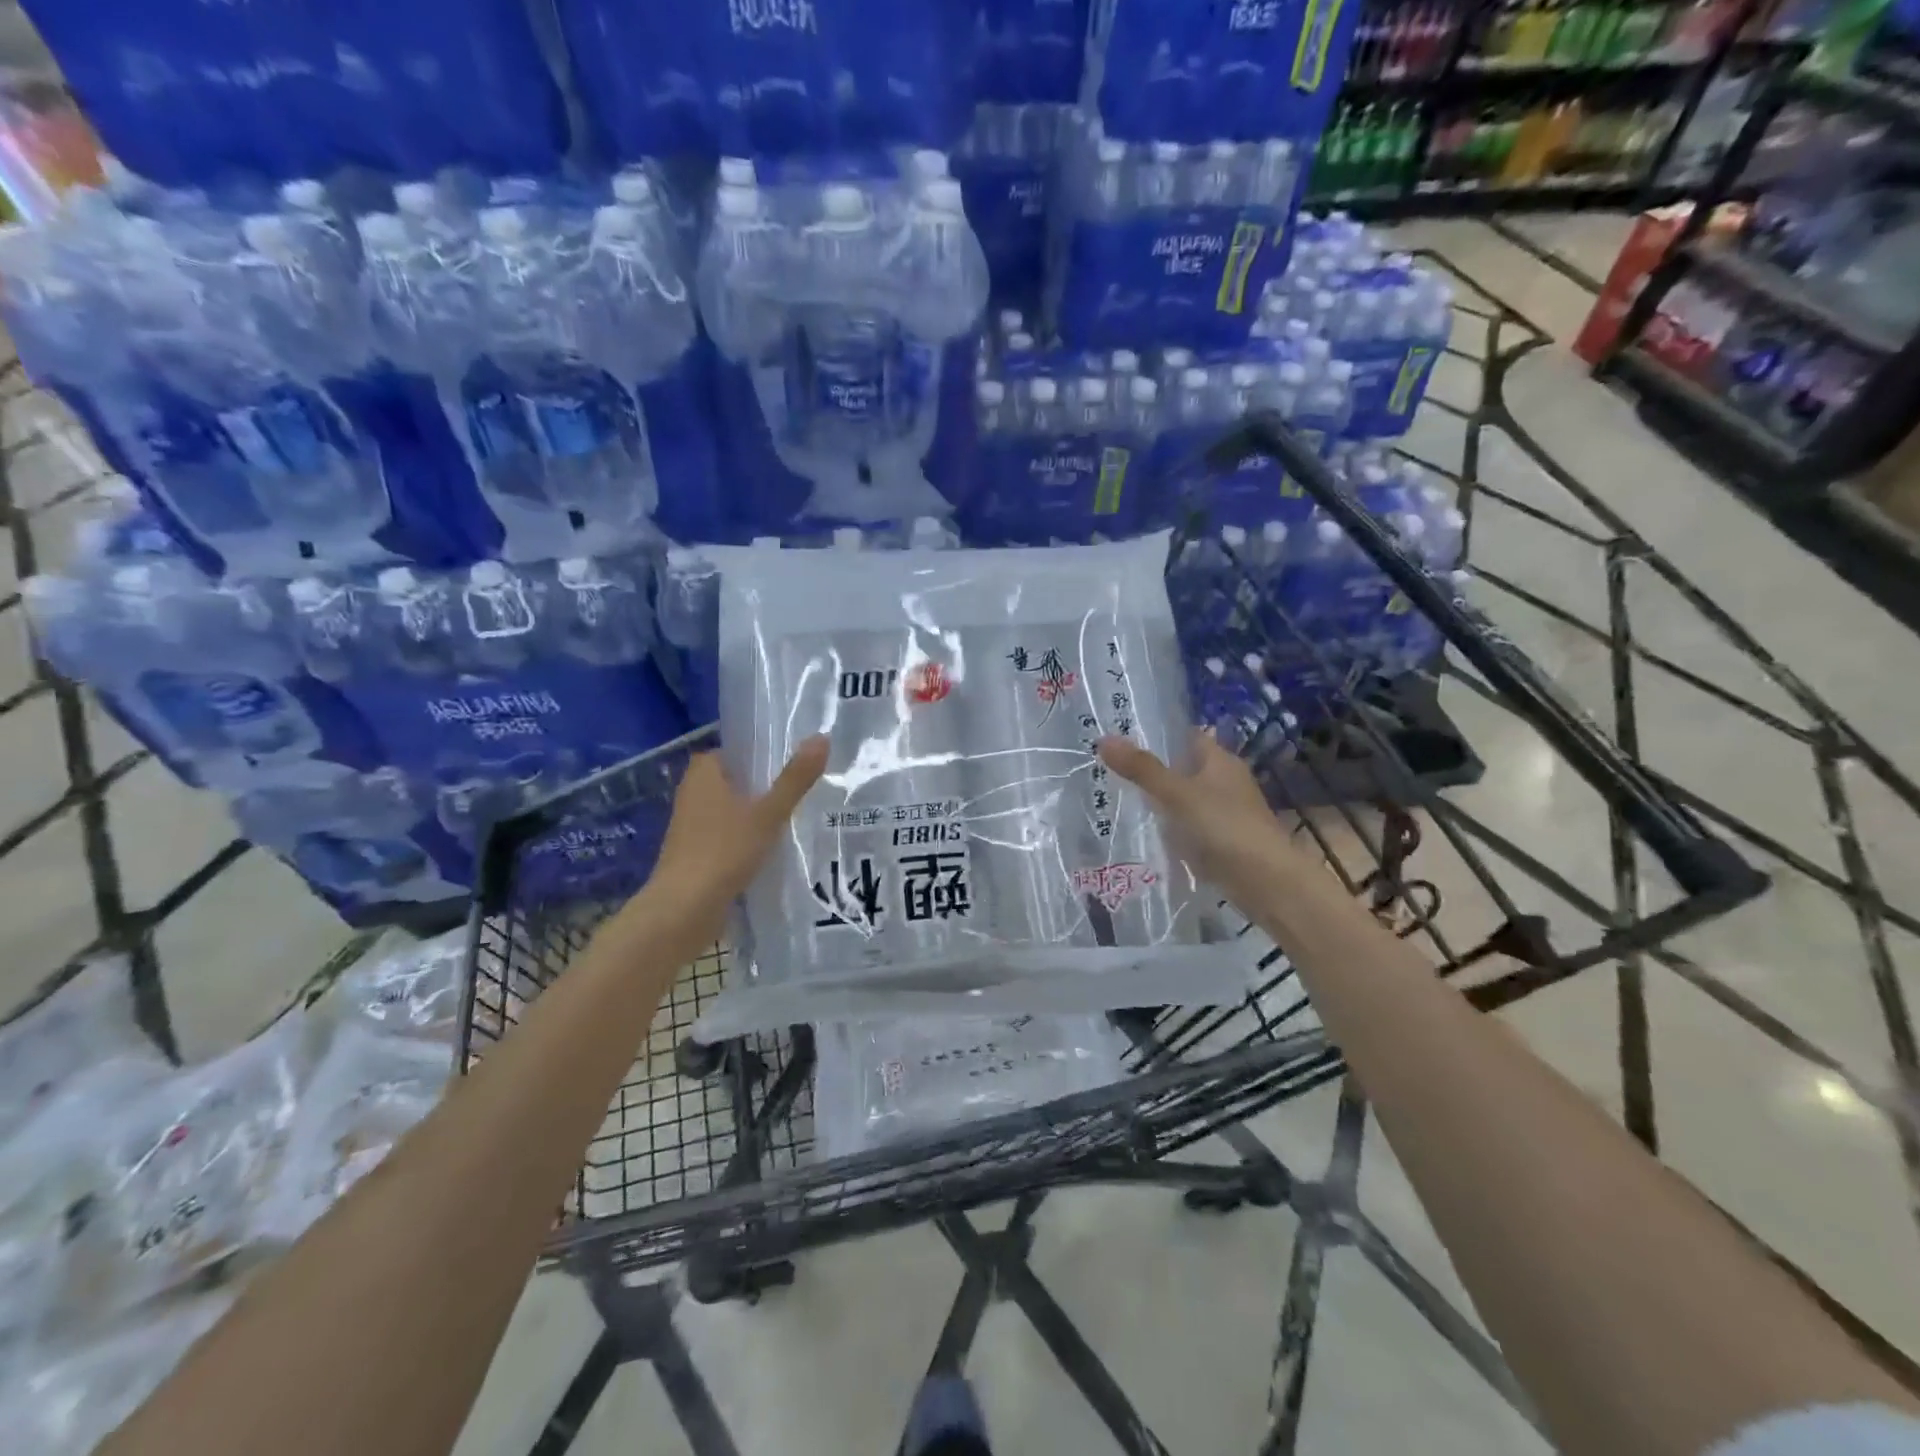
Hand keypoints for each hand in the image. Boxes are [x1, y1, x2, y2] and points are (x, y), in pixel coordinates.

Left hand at [648, 738, 829, 920]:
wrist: (684, 910)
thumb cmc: (724, 851)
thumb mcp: (768, 813)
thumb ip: (795, 778)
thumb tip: (823, 737)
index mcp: (703, 773)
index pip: (734, 751)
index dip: (761, 754)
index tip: (793, 762)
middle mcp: (693, 794)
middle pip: (735, 781)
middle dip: (764, 787)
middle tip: (803, 789)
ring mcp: (691, 827)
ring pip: (732, 811)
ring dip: (756, 815)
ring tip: (797, 818)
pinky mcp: (696, 855)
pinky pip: (728, 837)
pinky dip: (747, 840)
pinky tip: (774, 849)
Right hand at [1097, 732, 1307, 909]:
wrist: (1265, 881)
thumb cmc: (1222, 826)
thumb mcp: (1176, 794)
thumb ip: (1141, 768)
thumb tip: (1103, 738)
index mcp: (1220, 760)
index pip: (1186, 736)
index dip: (1158, 734)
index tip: (1121, 737)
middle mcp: (1225, 781)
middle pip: (1184, 767)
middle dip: (1153, 769)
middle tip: (1110, 769)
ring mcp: (1225, 812)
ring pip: (1185, 798)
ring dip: (1161, 800)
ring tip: (1119, 798)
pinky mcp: (1222, 841)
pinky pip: (1189, 826)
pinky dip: (1171, 827)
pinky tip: (1147, 833)